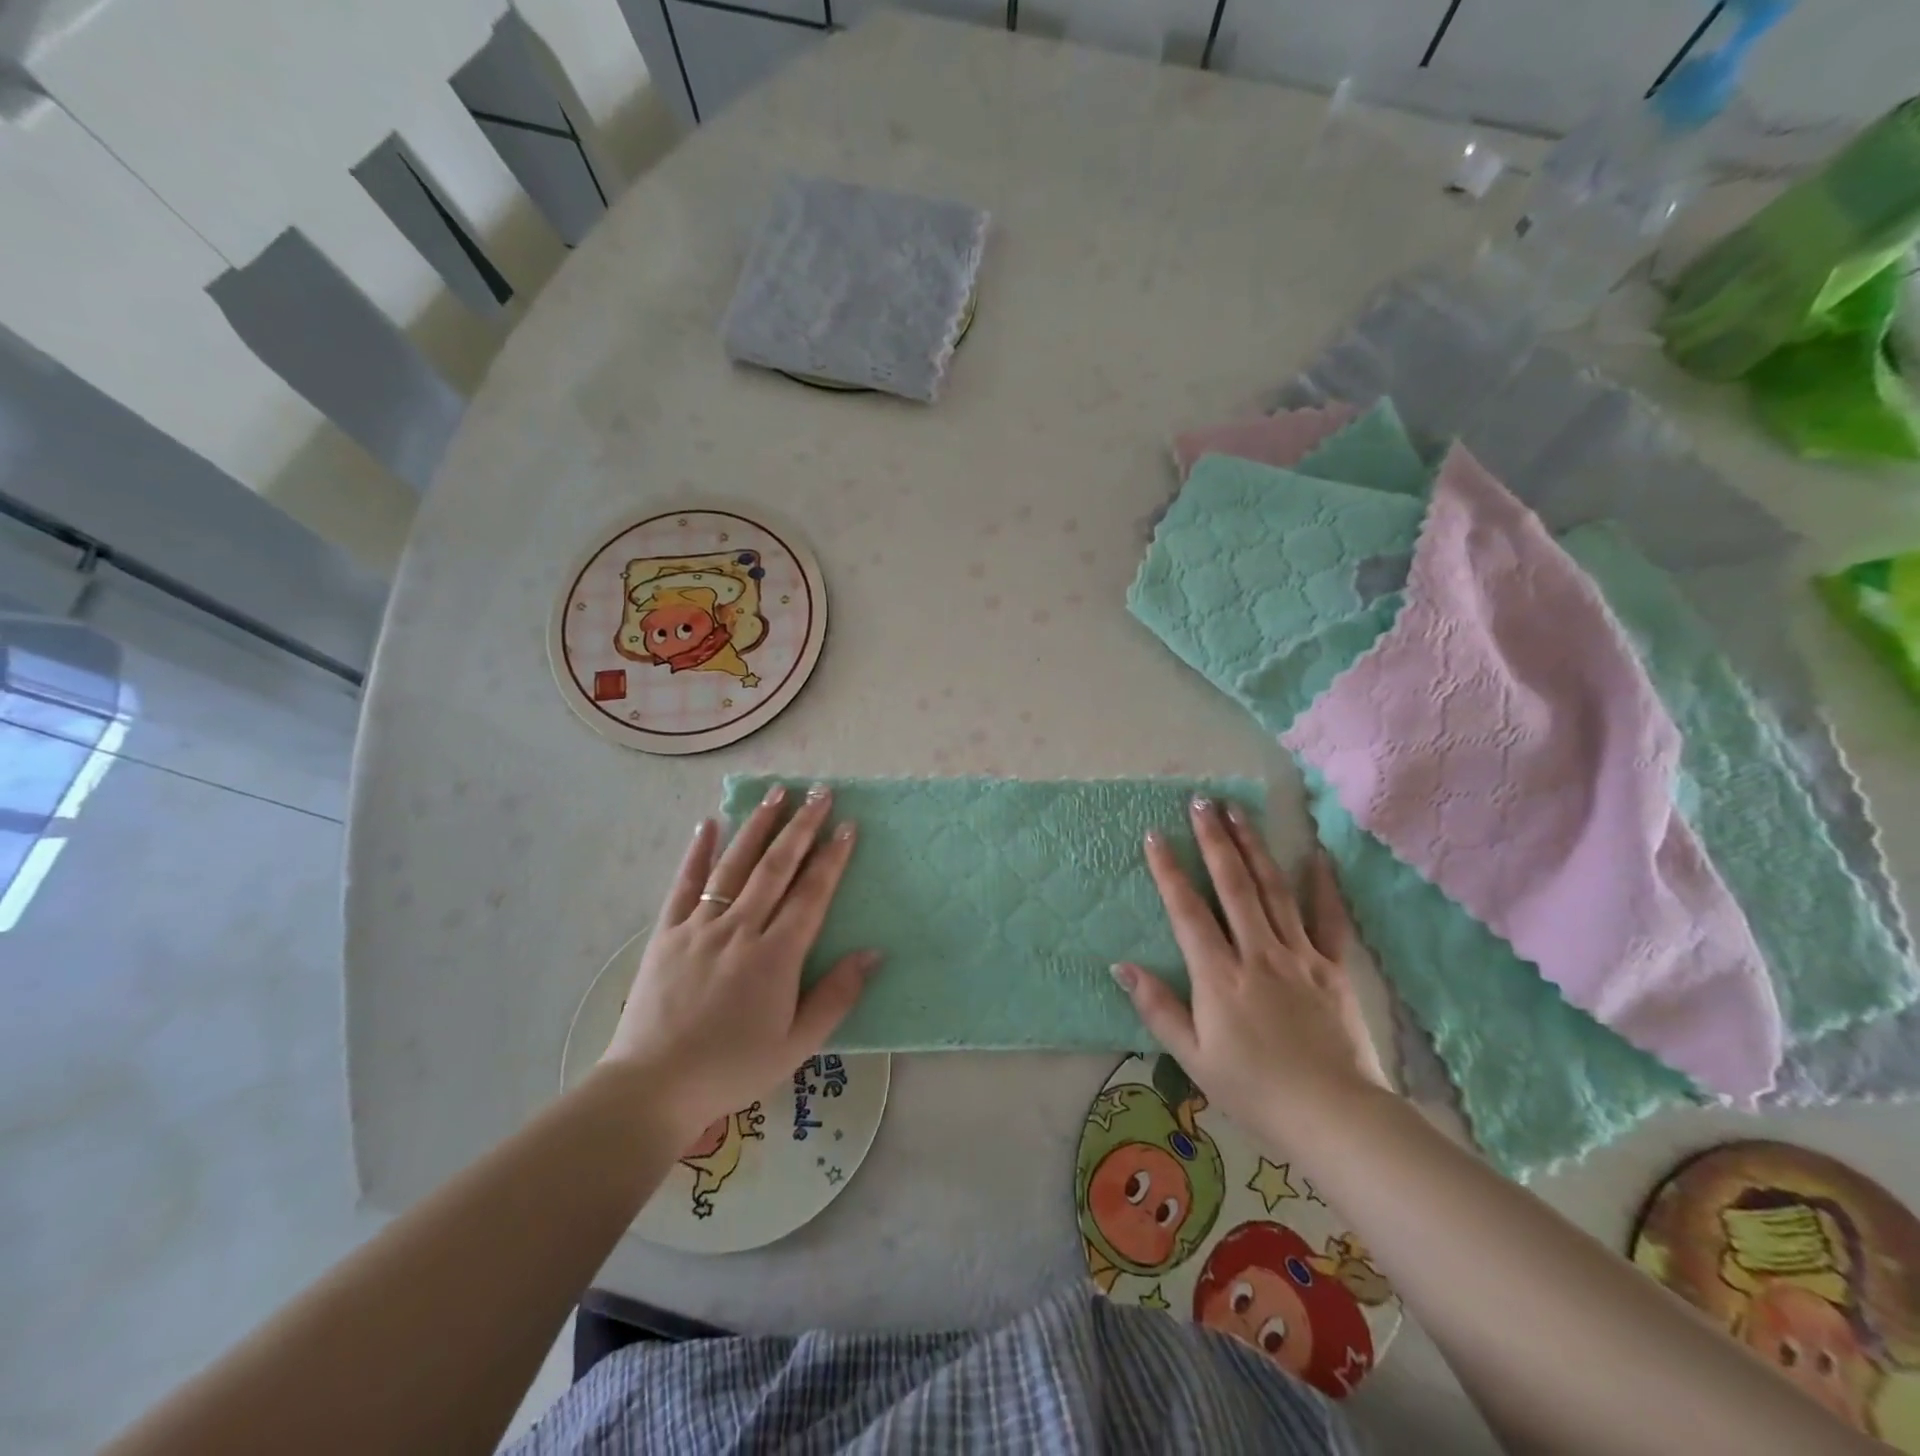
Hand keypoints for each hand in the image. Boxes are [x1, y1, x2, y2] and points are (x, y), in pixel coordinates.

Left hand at [601, 784, 878, 1140]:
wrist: (652, 1088)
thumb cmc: (732, 1069)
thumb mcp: (797, 1045)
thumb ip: (836, 997)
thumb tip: (873, 953)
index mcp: (775, 957)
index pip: (811, 894)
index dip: (831, 857)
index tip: (847, 825)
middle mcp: (739, 930)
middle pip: (776, 868)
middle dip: (801, 826)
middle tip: (820, 792)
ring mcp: (699, 927)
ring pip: (734, 865)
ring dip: (758, 826)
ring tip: (776, 792)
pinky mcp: (666, 933)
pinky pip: (684, 884)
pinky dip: (697, 851)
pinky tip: (710, 822)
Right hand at [1112, 796, 1390, 1147]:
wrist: (1335, 1117)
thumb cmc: (1255, 1091)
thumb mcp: (1194, 1058)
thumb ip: (1158, 1008)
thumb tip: (1122, 967)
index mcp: (1219, 976)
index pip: (1187, 911)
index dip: (1169, 870)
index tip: (1155, 834)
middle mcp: (1257, 953)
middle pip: (1233, 886)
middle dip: (1215, 840)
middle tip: (1202, 801)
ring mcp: (1299, 956)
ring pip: (1273, 890)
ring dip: (1254, 847)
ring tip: (1239, 812)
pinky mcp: (1333, 967)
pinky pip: (1328, 919)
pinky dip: (1322, 885)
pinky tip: (1316, 854)